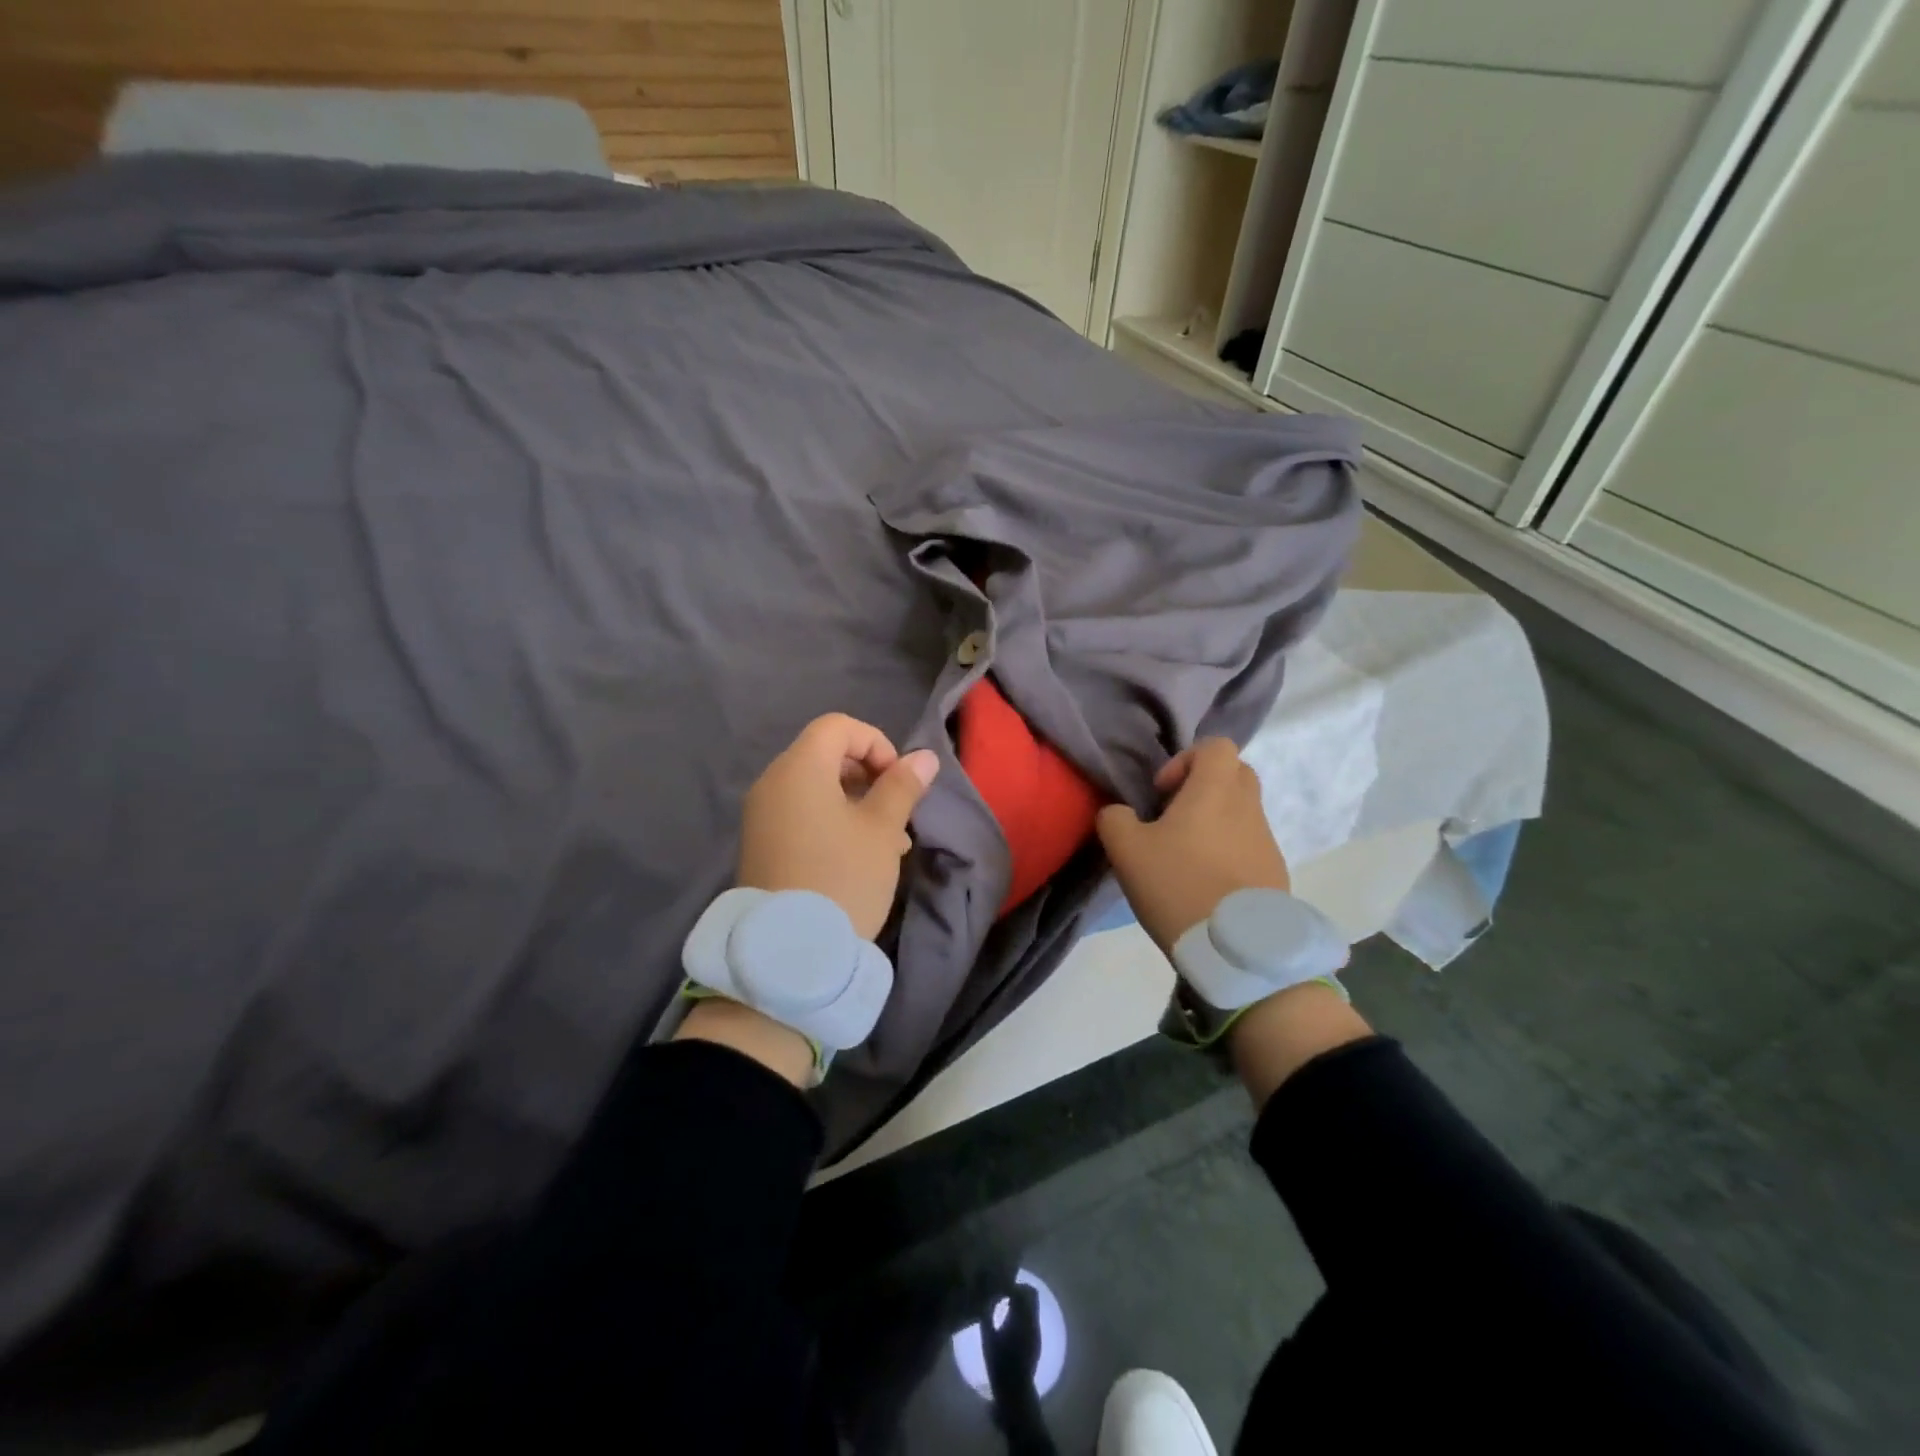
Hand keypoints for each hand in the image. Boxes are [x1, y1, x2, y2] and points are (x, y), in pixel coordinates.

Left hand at [737, 713, 939, 940]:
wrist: (788, 954)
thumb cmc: (843, 878)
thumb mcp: (882, 830)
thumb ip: (902, 786)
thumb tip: (924, 757)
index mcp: (799, 769)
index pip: (838, 727)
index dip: (876, 743)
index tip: (897, 781)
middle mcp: (772, 784)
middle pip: (825, 754)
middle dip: (868, 774)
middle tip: (894, 810)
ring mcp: (762, 816)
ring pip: (816, 788)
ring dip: (854, 801)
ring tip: (886, 840)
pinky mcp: (761, 844)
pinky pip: (801, 813)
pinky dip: (831, 820)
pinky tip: (859, 855)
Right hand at [1095, 737, 1288, 956]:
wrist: (1236, 947)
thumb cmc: (1178, 884)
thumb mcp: (1126, 850)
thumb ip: (1115, 819)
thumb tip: (1119, 813)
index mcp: (1215, 790)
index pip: (1215, 746)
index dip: (1185, 760)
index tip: (1162, 794)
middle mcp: (1247, 806)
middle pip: (1234, 774)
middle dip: (1203, 788)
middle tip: (1174, 819)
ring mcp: (1266, 840)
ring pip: (1242, 811)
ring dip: (1215, 822)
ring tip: (1186, 858)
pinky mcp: (1275, 871)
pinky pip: (1250, 845)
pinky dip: (1229, 852)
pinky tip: (1206, 884)